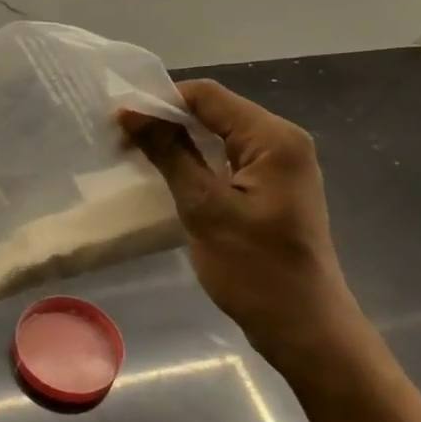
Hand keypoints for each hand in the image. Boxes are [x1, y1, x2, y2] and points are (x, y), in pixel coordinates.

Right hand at [120, 80, 367, 374]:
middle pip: (215, 111)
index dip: (160, 101)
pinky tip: (168, 174)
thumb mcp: (204, 208)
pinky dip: (197, 161)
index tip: (117, 121)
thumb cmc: (254, 268)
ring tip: (135, 153)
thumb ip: (170, 153)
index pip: (208, 96)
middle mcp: (282, 141)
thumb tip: (131, 113)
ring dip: (179, 141)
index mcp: (273, 138)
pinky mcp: (272, 188)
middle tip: (120, 138)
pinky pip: (228, 159)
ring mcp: (280, 166)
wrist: (302, 325)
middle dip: (166, 119)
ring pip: (220, 136)